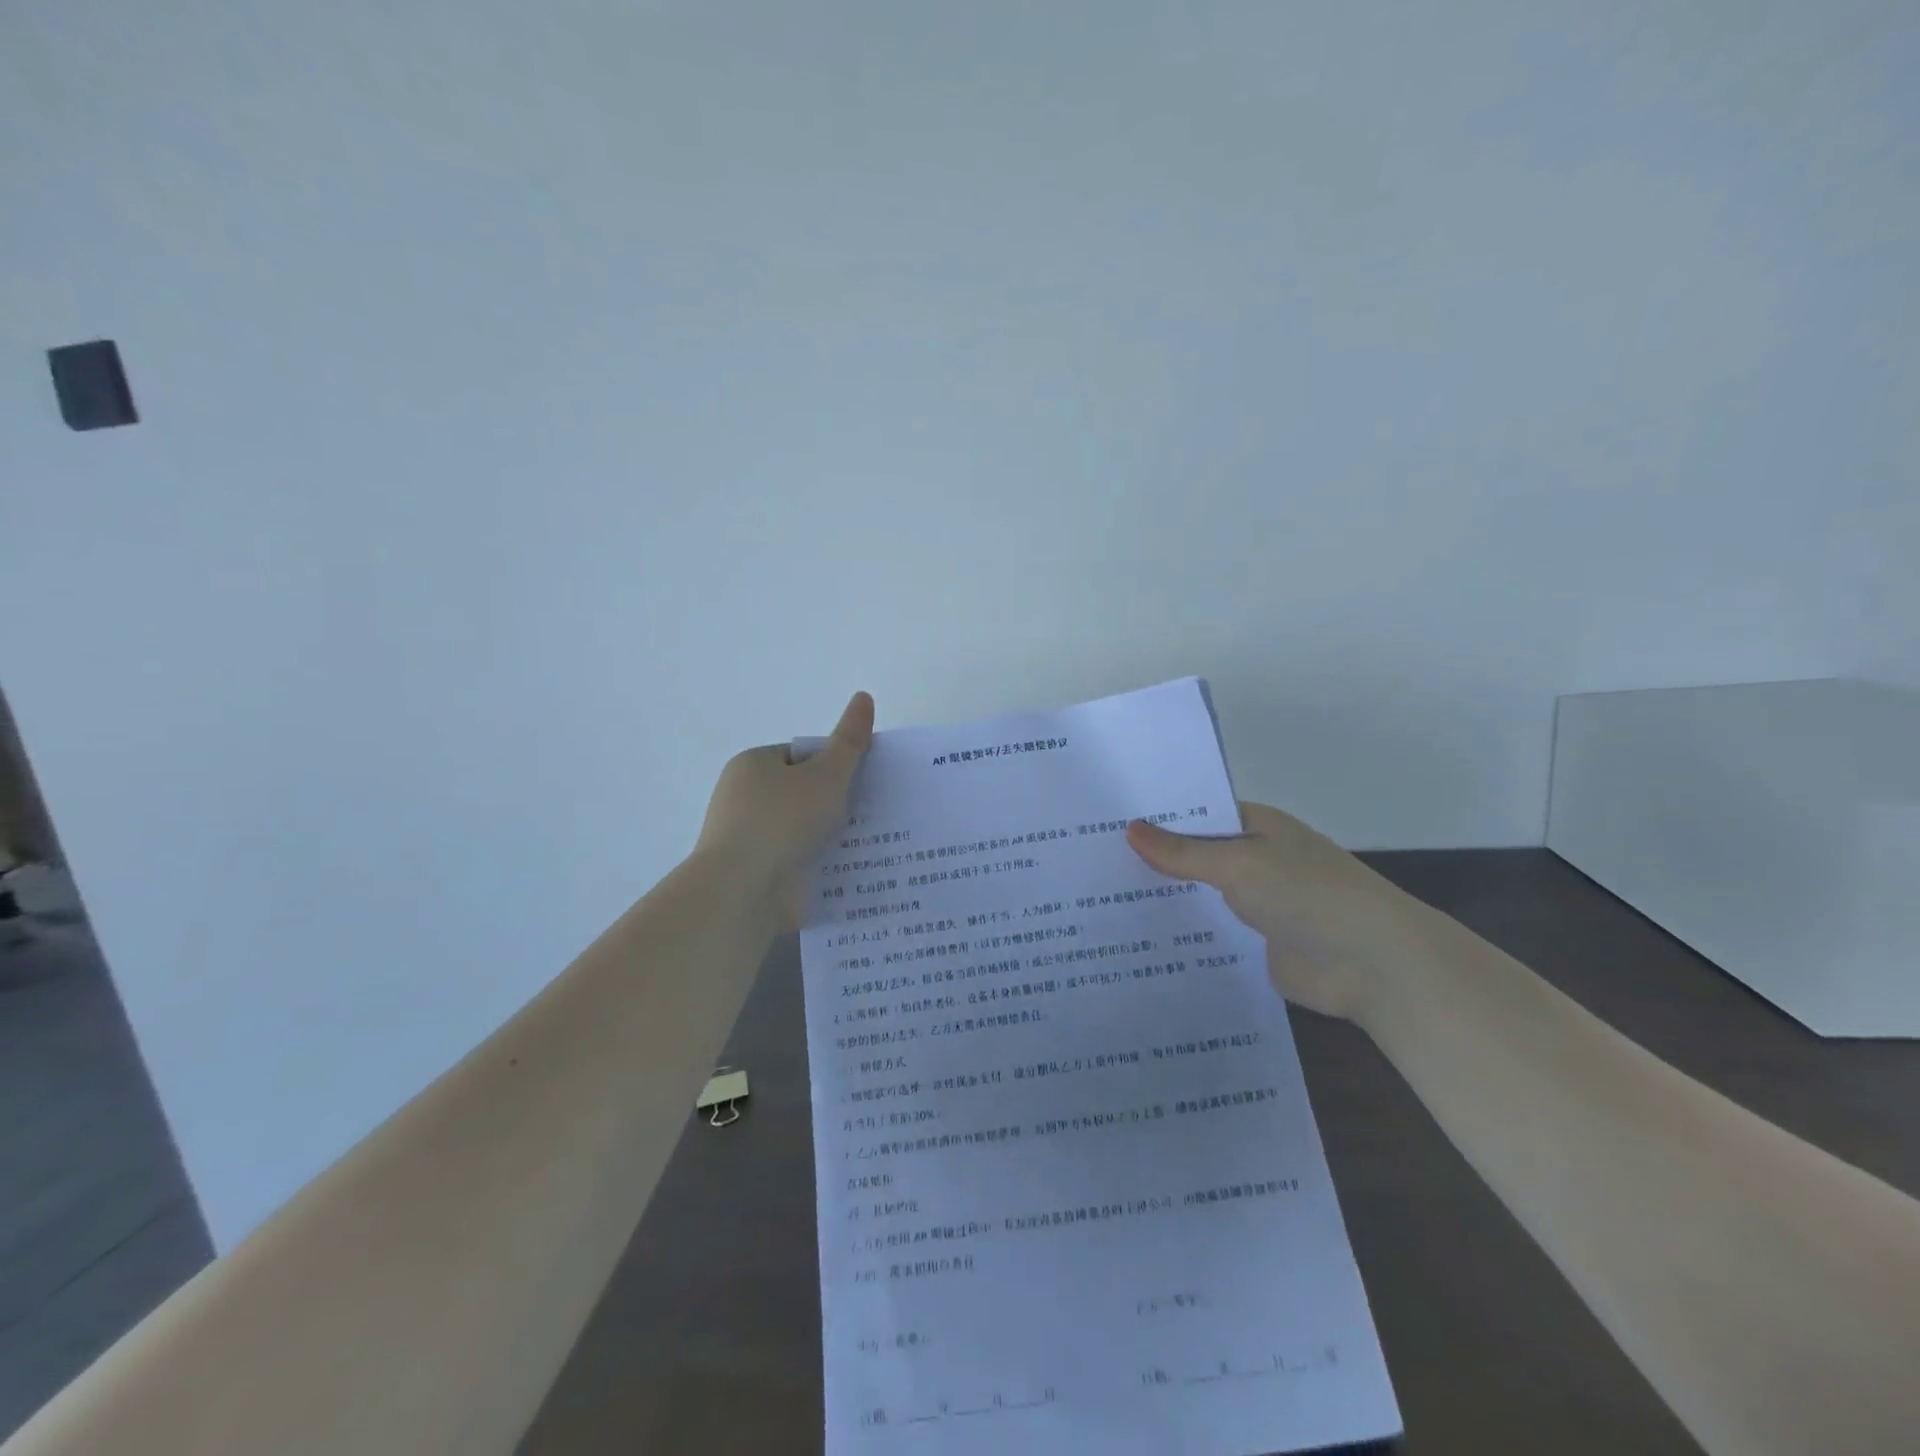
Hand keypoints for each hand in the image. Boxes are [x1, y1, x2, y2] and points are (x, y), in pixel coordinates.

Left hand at [696, 691, 874, 928]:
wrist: (744, 891)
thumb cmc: (784, 821)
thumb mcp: (827, 775)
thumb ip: (849, 741)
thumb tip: (864, 697)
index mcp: (752, 765)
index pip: (801, 757)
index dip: (834, 767)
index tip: (862, 785)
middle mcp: (743, 798)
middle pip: (802, 793)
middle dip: (835, 804)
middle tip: (874, 814)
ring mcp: (747, 839)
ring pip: (801, 830)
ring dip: (829, 838)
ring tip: (870, 845)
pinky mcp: (754, 874)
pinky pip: (795, 861)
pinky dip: (817, 864)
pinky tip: (846, 872)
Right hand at [1126, 801, 1435, 1022]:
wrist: (1371, 964)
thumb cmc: (1306, 893)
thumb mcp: (1238, 864)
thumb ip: (1182, 852)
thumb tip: (1130, 828)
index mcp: (1257, 827)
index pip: (1198, 813)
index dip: (1158, 817)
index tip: (1108, 821)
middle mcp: (1256, 860)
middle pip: (1196, 856)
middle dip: (1154, 860)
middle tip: (1093, 862)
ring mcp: (1257, 903)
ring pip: (1201, 895)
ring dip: (1167, 898)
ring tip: (1102, 899)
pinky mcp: (1256, 943)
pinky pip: (1211, 932)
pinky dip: (1184, 933)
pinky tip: (1138, 937)